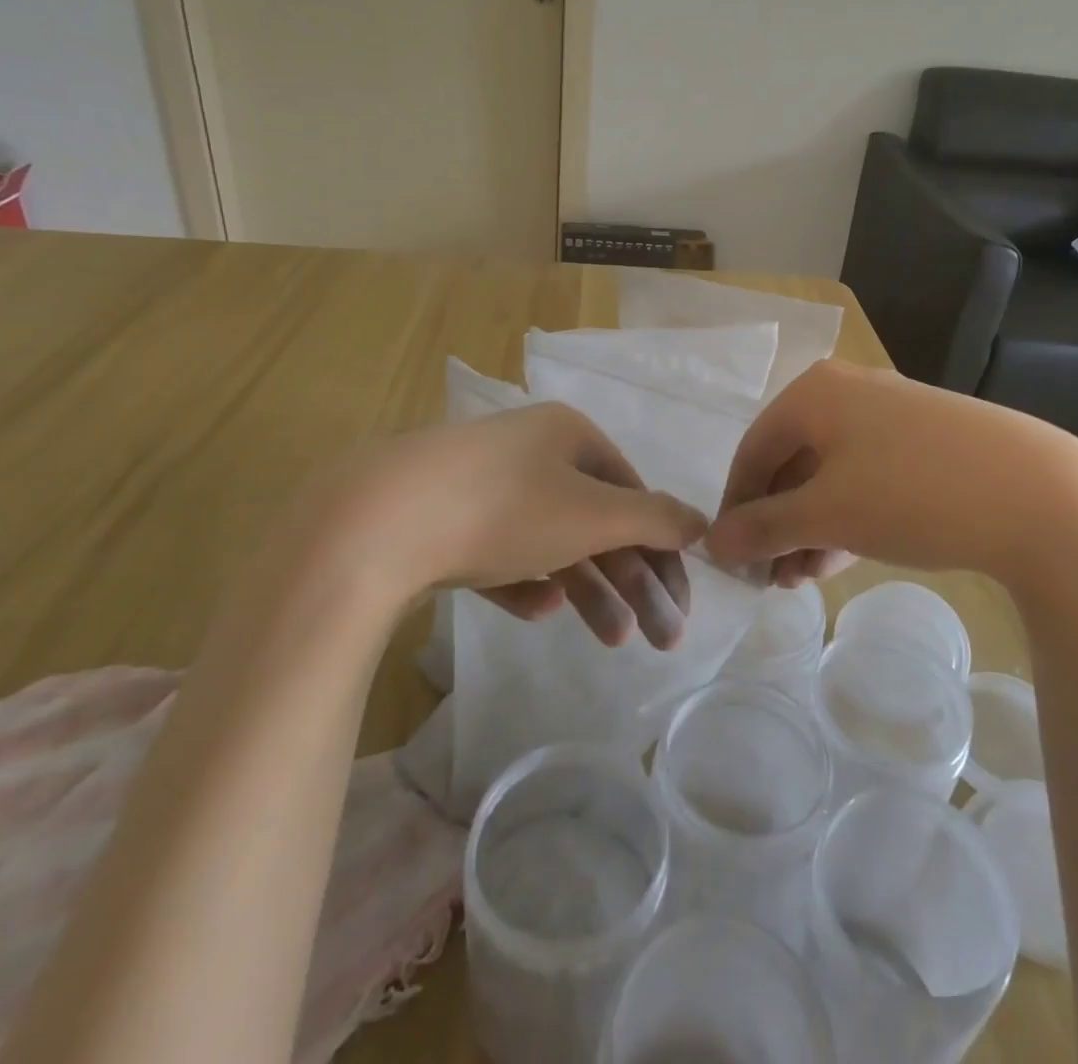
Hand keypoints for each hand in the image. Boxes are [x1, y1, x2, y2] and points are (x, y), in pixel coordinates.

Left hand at [297, 404, 705, 648]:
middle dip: (633, 582)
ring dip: (589, 589)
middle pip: (598, 522)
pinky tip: (538, 609)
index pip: (635, 493)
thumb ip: (655, 519)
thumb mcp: (593, 514)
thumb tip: (703, 522)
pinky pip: (502, 554)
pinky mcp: (444, 522)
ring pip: (553, 542)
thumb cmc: (504, 508)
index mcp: (569, 435)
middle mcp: (530, 452)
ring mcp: (483, 486)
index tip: (680, 604)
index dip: (664, 549)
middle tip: (659, 639)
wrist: (374, 523)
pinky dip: (527, 582)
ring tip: (611, 641)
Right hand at [707, 360, 1077, 581]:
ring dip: (811, 526)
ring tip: (807, 578)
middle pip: (792, 462)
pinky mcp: (928, 439)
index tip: (732, 560)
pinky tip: (846, 556)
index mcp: (815, 392)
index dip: (736, 508)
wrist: (1041, 497)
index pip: (752, 451)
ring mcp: (893, 413)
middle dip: (778, 525)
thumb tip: (713, 544)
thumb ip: (763, 528)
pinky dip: (849, 515)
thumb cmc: (912, 494)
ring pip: (831, 473)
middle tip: (775, 578)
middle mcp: (849, 391)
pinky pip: (868, 475)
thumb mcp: (827, 515)